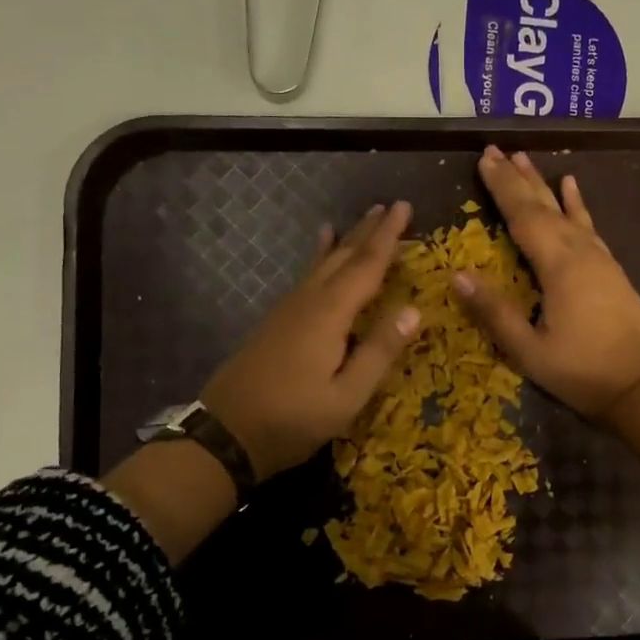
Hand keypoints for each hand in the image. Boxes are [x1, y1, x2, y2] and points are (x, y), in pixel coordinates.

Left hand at [202, 201, 423, 479]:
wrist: (224, 433)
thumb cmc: (292, 419)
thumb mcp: (346, 397)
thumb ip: (379, 352)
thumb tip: (415, 309)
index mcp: (329, 315)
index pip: (366, 265)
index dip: (388, 236)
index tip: (404, 206)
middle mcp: (308, 301)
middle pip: (343, 256)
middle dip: (368, 231)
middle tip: (390, 205)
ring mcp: (288, 309)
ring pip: (323, 263)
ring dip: (347, 240)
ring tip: (363, 219)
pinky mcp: (277, 321)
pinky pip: (307, 276)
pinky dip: (320, 257)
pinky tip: (319, 252)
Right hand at [452, 146, 639, 420]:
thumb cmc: (582, 371)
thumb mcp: (529, 350)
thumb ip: (494, 311)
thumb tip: (457, 275)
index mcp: (557, 267)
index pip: (522, 216)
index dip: (501, 187)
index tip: (484, 159)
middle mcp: (579, 251)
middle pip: (543, 205)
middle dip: (517, 177)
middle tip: (495, 150)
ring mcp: (599, 257)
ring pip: (565, 210)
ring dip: (543, 184)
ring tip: (525, 158)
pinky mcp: (610, 268)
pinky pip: (588, 225)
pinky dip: (577, 204)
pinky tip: (572, 186)